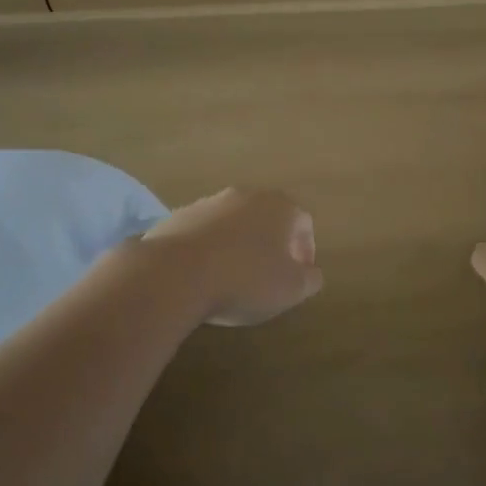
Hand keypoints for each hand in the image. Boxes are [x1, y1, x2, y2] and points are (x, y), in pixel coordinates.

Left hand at [141, 187, 322, 326]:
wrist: (174, 275)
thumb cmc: (245, 280)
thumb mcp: (291, 289)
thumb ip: (310, 279)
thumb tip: (312, 273)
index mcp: (279, 206)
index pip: (304, 222)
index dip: (306, 250)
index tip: (300, 274)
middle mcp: (246, 196)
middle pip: (267, 217)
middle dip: (272, 244)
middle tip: (270, 274)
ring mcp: (208, 203)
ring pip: (234, 223)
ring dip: (239, 245)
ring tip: (233, 277)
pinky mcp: (177, 217)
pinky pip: (204, 233)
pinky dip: (210, 249)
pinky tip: (204, 275)